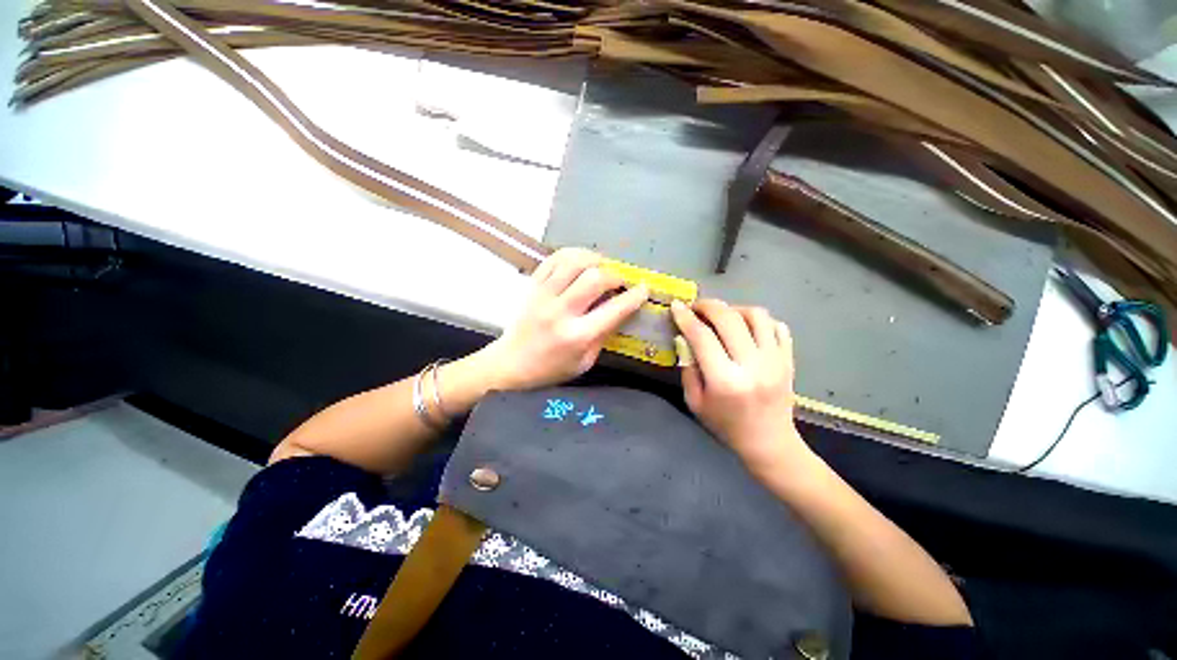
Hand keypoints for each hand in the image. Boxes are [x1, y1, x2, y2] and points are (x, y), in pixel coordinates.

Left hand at [481, 248, 647, 390]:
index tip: (643, 289)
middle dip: (615, 276)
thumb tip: (622, 309)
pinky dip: (572, 254)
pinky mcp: (532, 286)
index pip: (614, 309)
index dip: (634, 296)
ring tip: (601, 267)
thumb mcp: (585, 361)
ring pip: (574, 262)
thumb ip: (604, 335)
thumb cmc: (551, 368)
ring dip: (594, 260)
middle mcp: (561, 312)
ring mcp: (543, 295)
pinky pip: (554, 259)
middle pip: (595, 278)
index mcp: (578, 336)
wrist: (511, 364)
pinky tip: (581, 261)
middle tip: (619, 282)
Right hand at [670, 299, 805, 469]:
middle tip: (697, 307)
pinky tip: (746, 328)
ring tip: (723, 317)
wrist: (769, 442)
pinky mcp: (789, 359)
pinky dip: (759, 320)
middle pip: (729, 319)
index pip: (702, 336)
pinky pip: (777, 326)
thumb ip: (688, 368)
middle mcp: (752, 365)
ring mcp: (775, 360)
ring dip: (734, 309)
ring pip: (756, 315)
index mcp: (725, 380)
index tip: (676, 306)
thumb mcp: (695, 402)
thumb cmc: (726, 425)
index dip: (686, 318)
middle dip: (708, 306)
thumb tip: (684, 337)